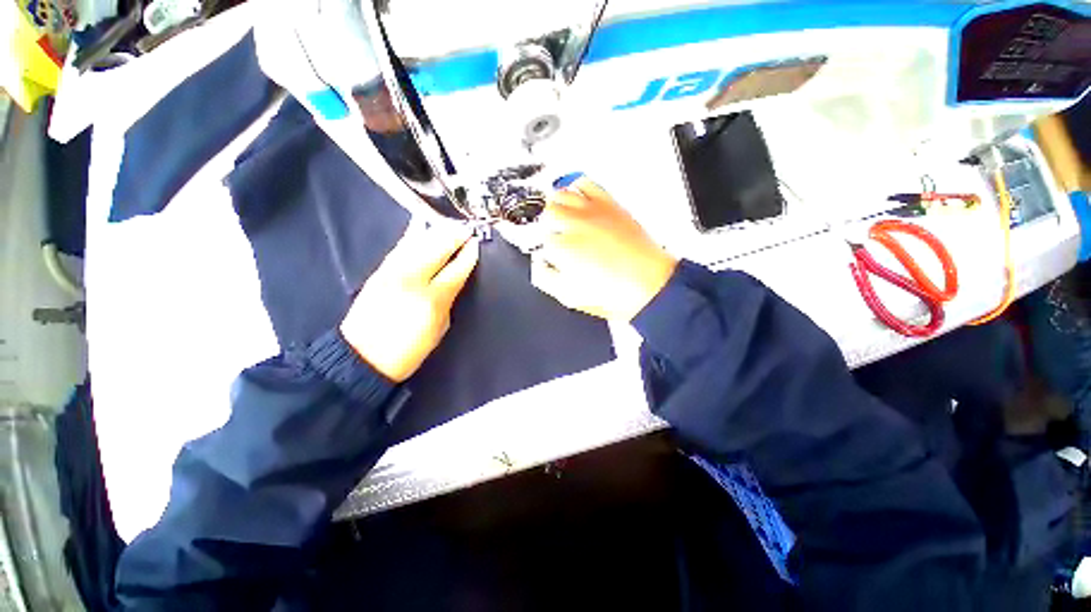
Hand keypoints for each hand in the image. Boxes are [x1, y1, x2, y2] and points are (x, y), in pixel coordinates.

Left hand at [340, 223, 479, 381]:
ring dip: (436, 231)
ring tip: (450, 225)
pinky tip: (422, 225)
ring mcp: (393, 272)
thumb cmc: (408, 349)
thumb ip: (449, 299)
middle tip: (466, 229)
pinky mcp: (379, 270)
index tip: (476, 244)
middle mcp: (412, 279)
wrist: (361, 356)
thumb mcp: (439, 328)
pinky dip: (414, 234)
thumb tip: (456, 278)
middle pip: (437, 248)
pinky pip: (401, 246)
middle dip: (454, 235)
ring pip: (418, 243)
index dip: (468, 254)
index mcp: (432, 299)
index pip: (456, 269)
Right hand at [532, 177, 677, 321]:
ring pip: (561, 194)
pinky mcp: (608, 204)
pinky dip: (576, 187)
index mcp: (561, 248)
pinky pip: (585, 183)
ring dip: (556, 205)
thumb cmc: (613, 293)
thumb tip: (538, 265)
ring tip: (560, 216)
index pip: (540, 239)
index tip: (549, 254)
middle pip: (546, 212)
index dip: (543, 248)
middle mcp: (573, 224)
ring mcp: (590, 211)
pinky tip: (577, 198)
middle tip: (553, 235)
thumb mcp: (569, 296)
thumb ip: (545, 278)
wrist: (649, 284)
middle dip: (546, 225)